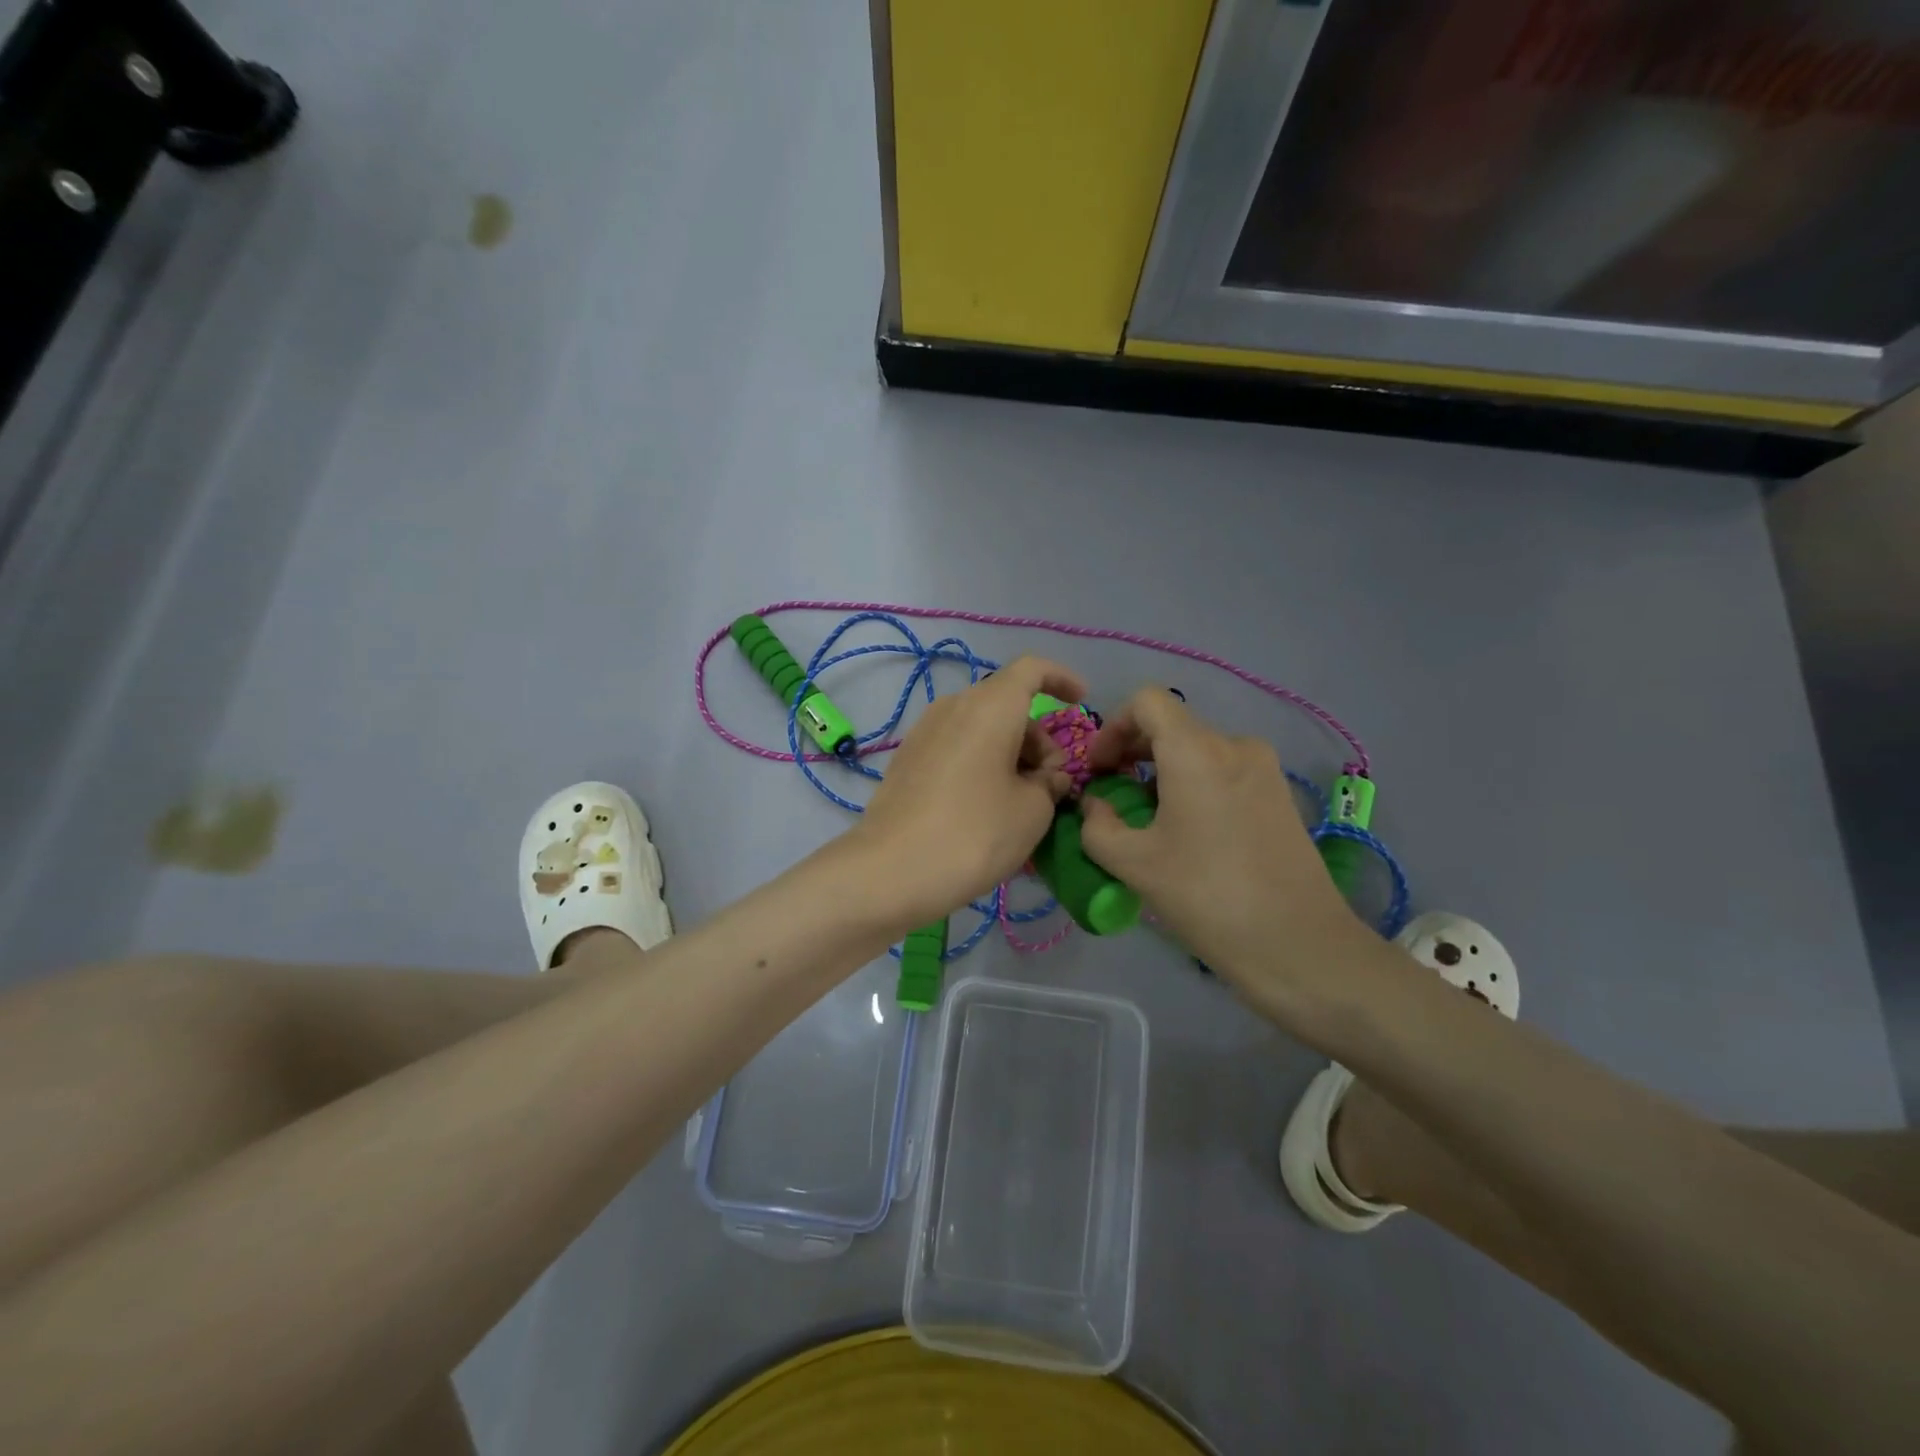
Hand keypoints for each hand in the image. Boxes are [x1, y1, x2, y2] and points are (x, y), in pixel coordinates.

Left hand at [849, 656, 1087, 930]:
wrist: (891, 870)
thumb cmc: (974, 833)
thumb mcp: (1032, 811)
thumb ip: (1050, 783)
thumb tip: (1047, 776)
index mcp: (990, 706)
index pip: (1032, 669)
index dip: (1061, 679)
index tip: (1080, 702)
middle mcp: (954, 706)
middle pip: (1006, 704)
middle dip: (1037, 737)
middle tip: (1051, 784)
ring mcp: (924, 731)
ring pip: (980, 727)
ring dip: (1009, 753)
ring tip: (1022, 802)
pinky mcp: (907, 759)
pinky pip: (957, 746)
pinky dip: (981, 763)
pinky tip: (987, 806)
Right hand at [1078, 688, 1366, 1014]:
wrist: (1299, 946)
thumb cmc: (1207, 897)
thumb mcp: (1134, 864)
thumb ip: (1098, 826)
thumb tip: (1094, 804)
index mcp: (1197, 751)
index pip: (1147, 702)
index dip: (1112, 727)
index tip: (1099, 769)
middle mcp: (1235, 746)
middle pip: (1172, 725)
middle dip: (1133, 752)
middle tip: (1113, 795)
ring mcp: (1265, 770)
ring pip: (1199, 751)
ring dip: (1163, 772)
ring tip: (1148, 820)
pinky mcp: (1280, 797)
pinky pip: (1225, 772)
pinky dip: (1194, 786)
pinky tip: (1188, 832)